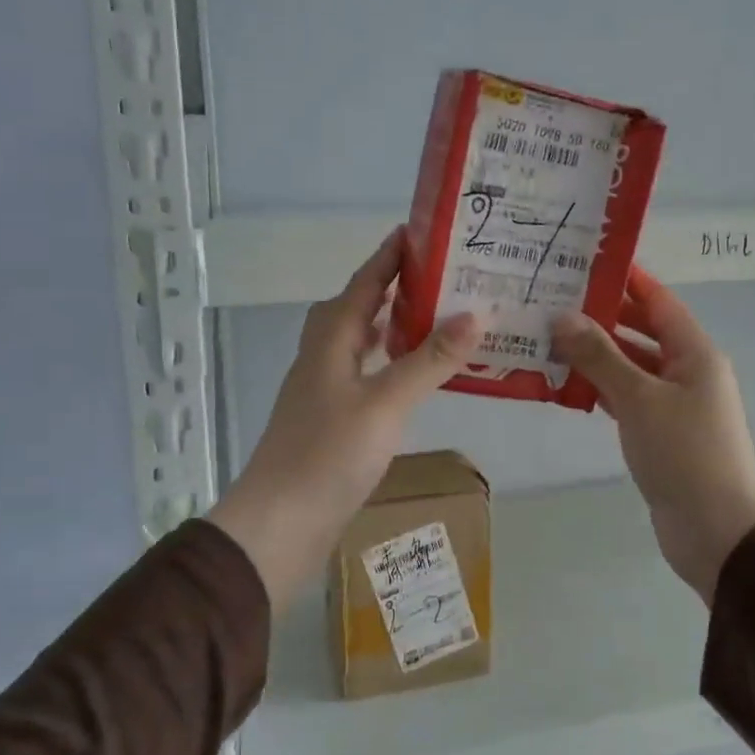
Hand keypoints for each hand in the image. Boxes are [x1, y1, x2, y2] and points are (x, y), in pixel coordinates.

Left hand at [207, 230, 482, 607]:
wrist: (280, 524)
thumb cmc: (328, 455)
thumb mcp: (385, 403)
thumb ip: (429, 359)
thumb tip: (475, 314)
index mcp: (330, 342)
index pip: (363, 284)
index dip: (388, 256)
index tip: (418, 230)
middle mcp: (322, 358)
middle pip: (355, 309)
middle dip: (391, 288)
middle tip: (438, 277)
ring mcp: (323, 392)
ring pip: (358, 344)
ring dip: (390, 326)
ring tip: (432, 318)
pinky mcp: (330, 422)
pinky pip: (364, 376)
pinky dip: (388, 365)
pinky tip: (410, 379)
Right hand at [551, 268, 754, 603]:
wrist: (714, 529)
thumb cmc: (683, 453)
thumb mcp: (639, 399)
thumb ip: (600, 357)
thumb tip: (563, 317)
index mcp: (695, 353)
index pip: (658, 301)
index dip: (626, 279)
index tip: (585, 261)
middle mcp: (688, 371)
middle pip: (643, 332)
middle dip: (603, 317)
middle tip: (554, 301)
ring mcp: (675, 404)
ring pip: (632, 367)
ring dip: (598, 356)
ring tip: (550, 338)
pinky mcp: (661, 433)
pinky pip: (628, 399)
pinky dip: (602, 390)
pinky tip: (567, 385)